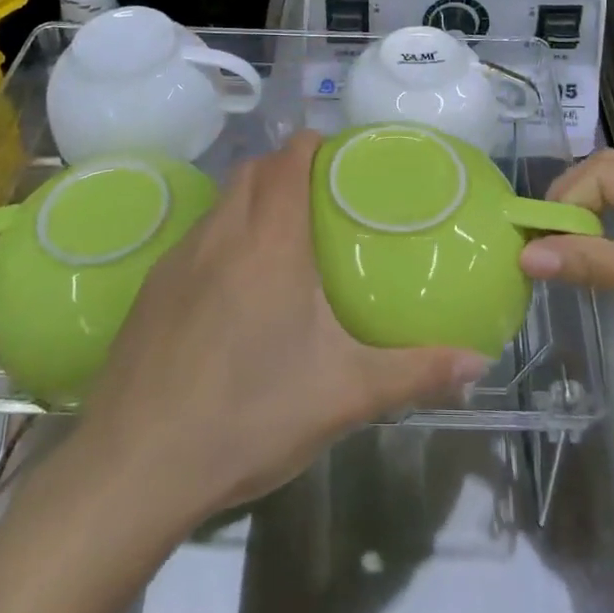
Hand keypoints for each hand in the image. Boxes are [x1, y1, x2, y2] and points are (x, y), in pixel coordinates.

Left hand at [69, 131, 488, 520]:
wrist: (134, 467)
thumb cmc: (249, 414)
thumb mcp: (345, 395)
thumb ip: (416, 372)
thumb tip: (479, 363)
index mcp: (270, 241)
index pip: (288, 159)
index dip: (312, 145)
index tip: (339, 158)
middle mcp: (222, 234)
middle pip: (252, 170)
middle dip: (284, 167)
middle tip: (320, 198)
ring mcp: (178, 259)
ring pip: (221, 203)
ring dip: (251, 200)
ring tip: (281, 241)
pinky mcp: (151, 290)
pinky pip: (196, 239)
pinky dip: (222, 237)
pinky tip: (233, 291)